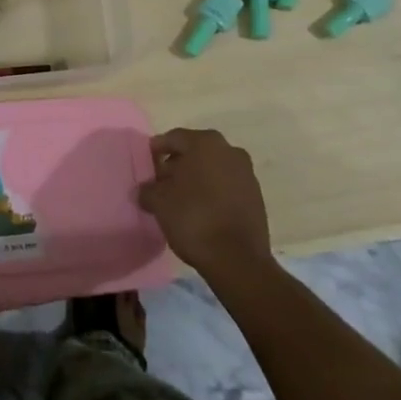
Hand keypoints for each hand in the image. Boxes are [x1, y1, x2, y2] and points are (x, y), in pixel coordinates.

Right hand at [138, 128, 272, 282]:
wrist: (238, 260)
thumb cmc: (194, 218)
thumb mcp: (159, 202)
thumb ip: (148, 190)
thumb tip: (144, 190)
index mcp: (205, 142)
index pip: (173, 139)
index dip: (156, 151)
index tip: (146, 166)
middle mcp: (229, 150)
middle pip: (195, 152)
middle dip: (177, 165)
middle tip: (161, 183)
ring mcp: (246, 173)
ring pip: (213, 169)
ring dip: (197, 179)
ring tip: (180, 200)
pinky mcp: (256, 197)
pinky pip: (227, 186)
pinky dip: (213, 193)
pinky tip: (201, 210)